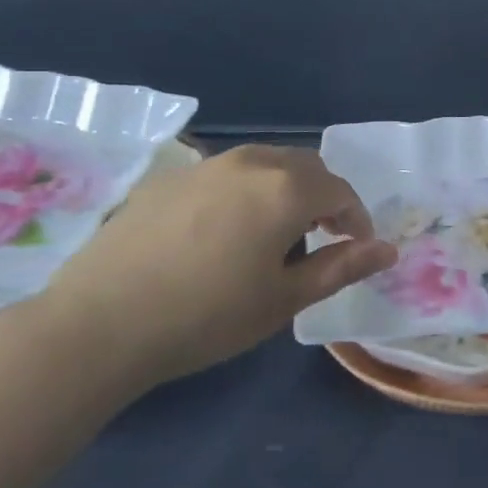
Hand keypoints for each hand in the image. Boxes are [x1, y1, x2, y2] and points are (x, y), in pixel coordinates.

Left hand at [29, 145, 395, 388]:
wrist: (99, 324)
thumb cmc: (206, 317)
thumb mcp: (284, 299)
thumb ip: (341, 267)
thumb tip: (388, 250)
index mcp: (285, 189)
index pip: (341, 191)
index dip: (356, 220)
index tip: (354, 250)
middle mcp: (250, 162)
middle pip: (305, 168)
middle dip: (322, 199)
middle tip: (317, 242)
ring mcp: (205, 166)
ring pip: (264, 165)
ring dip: (283, 192)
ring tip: (269, 238)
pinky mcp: (168, 179)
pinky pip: (224, 175)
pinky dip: (242, 194)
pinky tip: (218, 236)